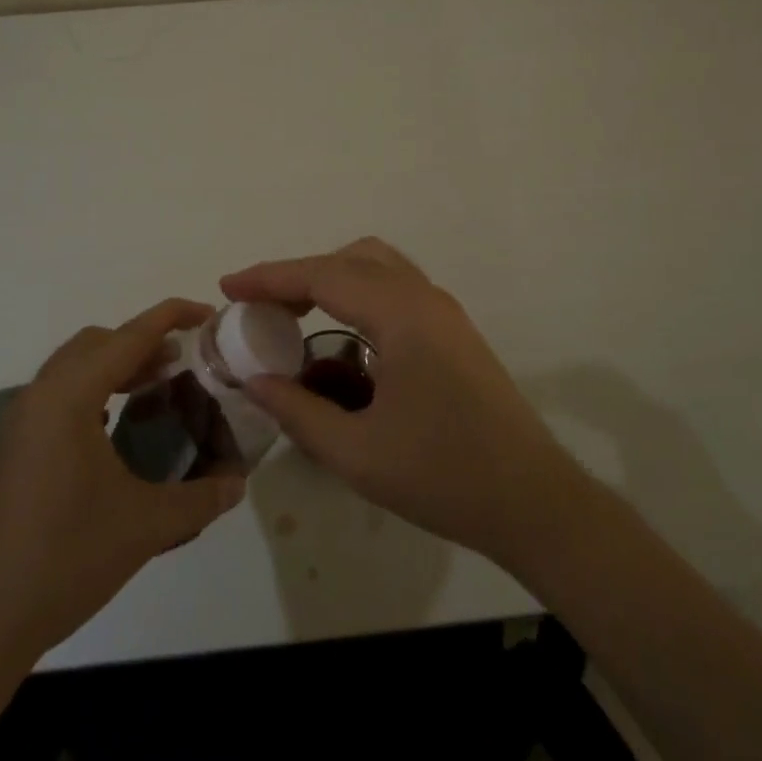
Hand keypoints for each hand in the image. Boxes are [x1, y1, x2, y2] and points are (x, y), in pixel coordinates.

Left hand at [0, 299, 246, 658]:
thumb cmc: (68, 560)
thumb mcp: (146, 526)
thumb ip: (200, 498)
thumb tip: (239, 483)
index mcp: (70, 397)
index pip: (129, 336)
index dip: (171, 317)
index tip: (207, 314)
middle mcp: (41, 394)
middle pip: (99, 341)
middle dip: (144, 340)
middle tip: (184, 359)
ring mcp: (21, 419)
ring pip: (75, 363)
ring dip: (116, 363)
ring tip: (157, 384)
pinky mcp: (13, 444)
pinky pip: (58, 390)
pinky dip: (93, 387)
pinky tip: (114, 421)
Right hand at [221, 238, 584, 570]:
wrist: (534, 502)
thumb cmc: (444, 477)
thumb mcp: (357, 454)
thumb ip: (298, 411)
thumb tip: (255, 380)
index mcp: (401, 314)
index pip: (322, 275)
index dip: (270, 278)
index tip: (227, 287)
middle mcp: (423, 296)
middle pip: (349, 258)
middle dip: (299, 275)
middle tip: (260, 307)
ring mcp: (443, 310)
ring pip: (376, 265)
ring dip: (331, 278)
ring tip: (294, 314)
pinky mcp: (453, 328)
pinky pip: (394, 287)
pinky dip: (357, 292)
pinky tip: (341, 334)